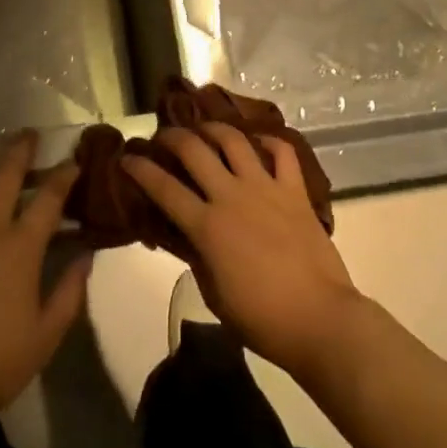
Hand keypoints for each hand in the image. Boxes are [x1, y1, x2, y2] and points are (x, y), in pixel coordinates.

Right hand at [122, 124, 363, 377]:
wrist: (319, 319)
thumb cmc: (262, 319)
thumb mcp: (214, 294)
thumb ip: (198, 257)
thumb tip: (188, 236)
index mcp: (207, 226)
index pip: (163, 188)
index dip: (140, 169)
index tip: (127, 158)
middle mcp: (232, 196)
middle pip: (194, 150)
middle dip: (172, 137)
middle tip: (163, 137)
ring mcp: (266, 188)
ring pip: (234, 140)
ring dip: (214, 128)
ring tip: (204, 128)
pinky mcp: (295, 190)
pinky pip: (282, 152)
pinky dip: (269, 141)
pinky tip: (259, 141)